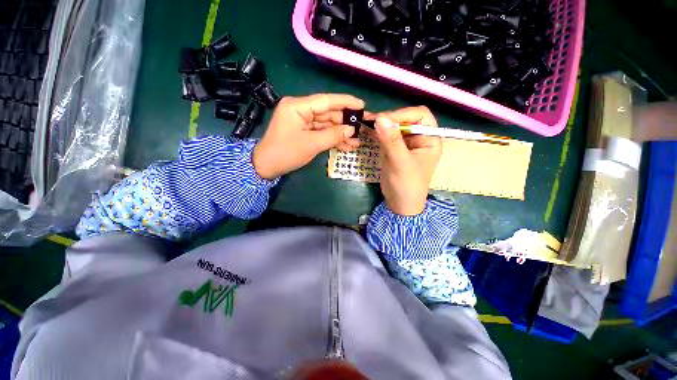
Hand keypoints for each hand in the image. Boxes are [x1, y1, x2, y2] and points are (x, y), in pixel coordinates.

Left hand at [253, 94, 363, 179]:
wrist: (266, 167)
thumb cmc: (286, 153)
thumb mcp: (311, 144)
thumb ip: (332, 135)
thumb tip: (351, 130)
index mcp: (298, 106)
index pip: (326, 101)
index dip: (345, 102)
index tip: (362, 105)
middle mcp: (301, 110)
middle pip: (328, 113)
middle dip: (345, 123)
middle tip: (362, 128)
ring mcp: (303, 122)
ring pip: (326, 125)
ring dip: (341, 134)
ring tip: (356, 142)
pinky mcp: (304, 132)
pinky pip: (321, 133)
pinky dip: (333, 139)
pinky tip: (346, 146)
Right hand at [371, 106, 441, 215]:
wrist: (399, 204)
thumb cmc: (406, 185)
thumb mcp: (400, 163)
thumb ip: (392, 141)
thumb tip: (380, 118)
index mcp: (430, 139)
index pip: (420, 115)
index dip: (403, 114)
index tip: (384, 119)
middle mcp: (419, 138)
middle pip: (406, 119)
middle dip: (390, 118)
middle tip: (371, 121)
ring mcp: (406, 143)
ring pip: (395, 126)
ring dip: (382, 124)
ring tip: (367, 123)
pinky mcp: (395, 149)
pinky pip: (387, 136)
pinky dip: (378, 133)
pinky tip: (369, 131)